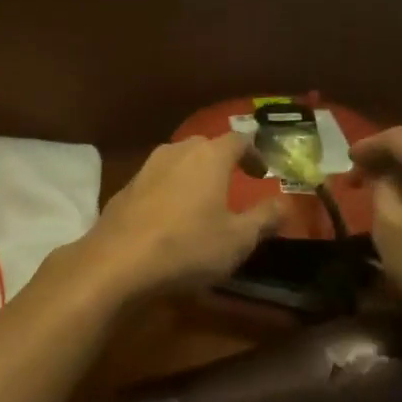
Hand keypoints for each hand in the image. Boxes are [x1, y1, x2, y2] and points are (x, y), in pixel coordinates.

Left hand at [72, 132, 283, 302]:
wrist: (117, 261)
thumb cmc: (187, 247)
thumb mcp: (238, 239)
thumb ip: (264, 218)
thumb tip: (284, 203)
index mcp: (209, 156)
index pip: (239, 139)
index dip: (254, 152)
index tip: (262, 172)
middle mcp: (177, 152)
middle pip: (205, 146)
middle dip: (222, 161)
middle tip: (233, 184)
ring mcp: (146, 168)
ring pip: (177, 161)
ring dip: (192, 175)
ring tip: (202, 200)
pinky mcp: (125, 188)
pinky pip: (156, 181)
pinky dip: (169, 191)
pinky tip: (169, 216)